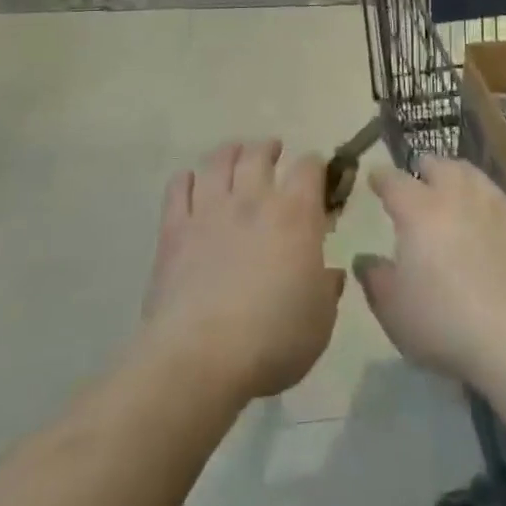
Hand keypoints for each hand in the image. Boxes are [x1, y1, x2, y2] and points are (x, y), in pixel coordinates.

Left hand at [140, 140, 343, 403]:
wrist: (200, 357)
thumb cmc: (273, 339)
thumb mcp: (320, 322)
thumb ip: (327, 290)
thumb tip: (330, 274)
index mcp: (296, 214)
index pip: (310, 167)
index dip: (316, 166)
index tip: (318, 177)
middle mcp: (253, 199)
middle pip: (259, 153)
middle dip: (269, 149)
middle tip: (273, 153)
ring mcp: (210, 210)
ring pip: (219, 161)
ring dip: (230, 153)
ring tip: (235, 155)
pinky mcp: (174, 229)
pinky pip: (178, 187)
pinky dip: (187, 179)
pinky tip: (192, 183)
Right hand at [355, 157, 505, 384]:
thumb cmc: (443, 322)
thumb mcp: (393, 310)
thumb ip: (375, 279)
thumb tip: (364, 260)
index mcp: (417, 210)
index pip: (393, 181)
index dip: (381, 178)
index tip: (375, 179)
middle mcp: (454, 195)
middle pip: (437, 165)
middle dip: (424, 169)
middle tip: (418, 182)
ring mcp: (492, 203)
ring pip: (470, 174)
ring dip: (457, 178)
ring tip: (453, 192)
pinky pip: (499, 199)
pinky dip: (487, 203)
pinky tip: (488, 219)